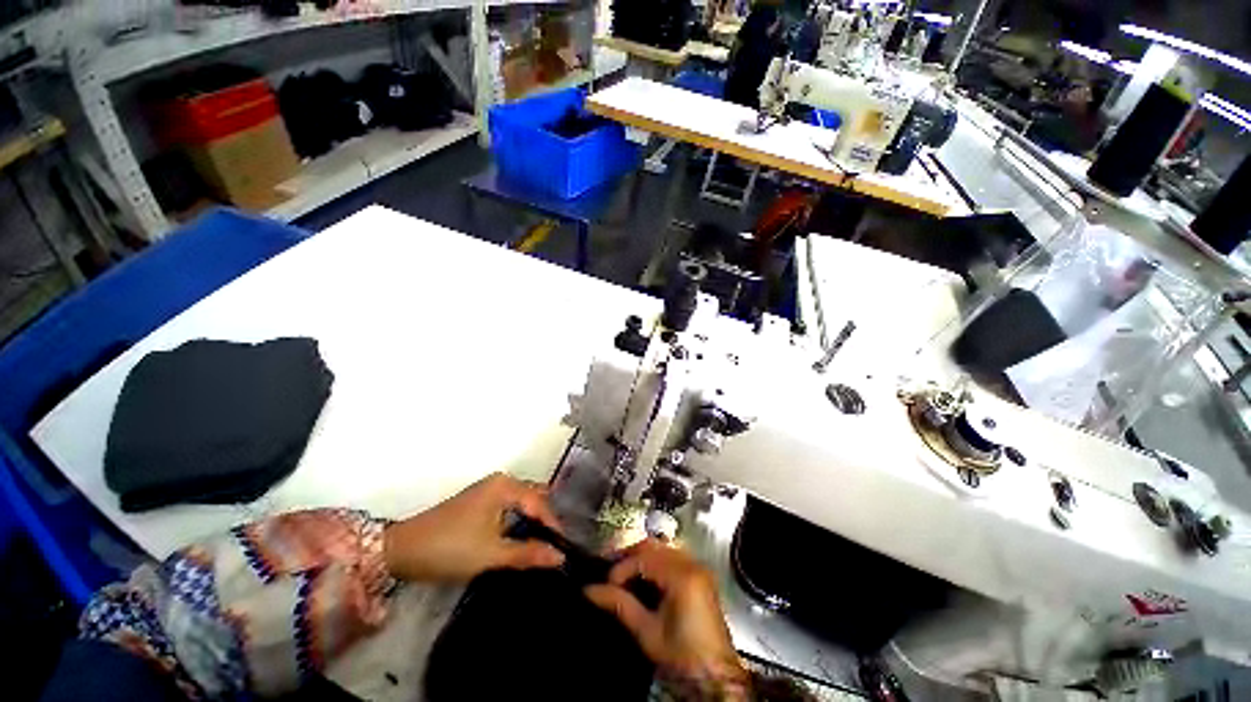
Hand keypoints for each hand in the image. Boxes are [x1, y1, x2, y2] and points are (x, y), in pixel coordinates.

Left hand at [383, 473, 564, 582]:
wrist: (401, 551)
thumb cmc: (450, 548)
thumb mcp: (492, 554)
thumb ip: (528, 554)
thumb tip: (560, 557)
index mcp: (505, 486)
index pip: (540, 503)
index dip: (553, 526)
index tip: (563, 549)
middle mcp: (500, 481)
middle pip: (532, 499)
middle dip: (544, 522)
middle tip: (553, 548)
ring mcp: (488, 490)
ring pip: (521, 504)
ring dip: (531, 523)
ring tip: (540, 547)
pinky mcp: (478, 502)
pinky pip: (508, 508)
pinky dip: (517, 522)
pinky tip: (519, 540)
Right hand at [585, 539, 746, 690]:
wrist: (715, 675)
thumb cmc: (682, 656)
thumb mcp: (647, 632)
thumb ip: (620, 605)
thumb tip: (591, 590)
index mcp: (682, 576)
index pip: (644, 558)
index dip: (622, 567)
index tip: (606, 583)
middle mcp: (693, 564)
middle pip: (655, 547)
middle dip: (630, 556)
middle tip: (612, 571)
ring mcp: (699, 568)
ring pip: (664, 549)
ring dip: (642, 558)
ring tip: (624, 574)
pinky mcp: (700, 576)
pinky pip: (674, 557)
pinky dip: (656, 563)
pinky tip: (644, 577)